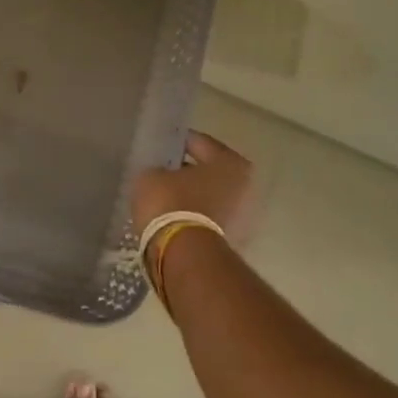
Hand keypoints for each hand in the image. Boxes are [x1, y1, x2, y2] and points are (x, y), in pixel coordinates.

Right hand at [132, 131, 255, 241]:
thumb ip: (158, 169)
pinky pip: (207, 218)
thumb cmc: (170, 203)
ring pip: (209, 196)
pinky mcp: (232, 239)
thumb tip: (161, 174)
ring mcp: (243, 215)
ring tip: (164, 197)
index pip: (199, 143)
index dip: (175, 143)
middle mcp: (245, 185)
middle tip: (161, 173)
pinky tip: (171, 217)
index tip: (158, 147)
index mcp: (230, 162)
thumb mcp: (151, 176)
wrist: (183, 254)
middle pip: (208, 172)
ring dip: (190, 196)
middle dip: (187, 172)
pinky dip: (193, 216)